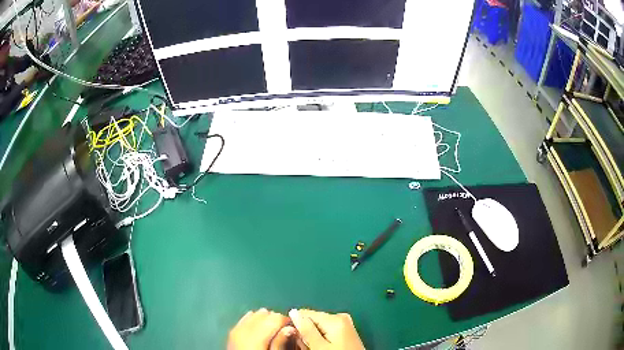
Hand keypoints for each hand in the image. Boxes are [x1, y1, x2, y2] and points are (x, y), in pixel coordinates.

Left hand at [228, 308, 289, 349]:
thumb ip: (281, 343)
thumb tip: (291, 328)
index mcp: (255, 338)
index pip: (275, 318)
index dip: (287, 321)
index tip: (294, 329)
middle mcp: (243, 331)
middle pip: (264, 315)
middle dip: (276, 320)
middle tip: (285, 331)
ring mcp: (235, 331)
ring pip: (253, 315)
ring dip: (264, 319)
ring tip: (273, 330)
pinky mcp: (231, 334)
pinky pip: (243, 320)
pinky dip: (252, 320)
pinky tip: (257, 325)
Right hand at [288, 309, 364, 349]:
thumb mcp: (319, 346)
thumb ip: (306, 329)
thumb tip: (294, 312)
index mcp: (335, 318)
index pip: (305, 313)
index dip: (296, 325)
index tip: (296, 338)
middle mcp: (341, 317)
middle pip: (313, 319)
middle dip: (306, 331)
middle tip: (308, 346)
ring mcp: (346, 324)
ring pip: (319, 326)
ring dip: (314, 336)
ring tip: (316, 348)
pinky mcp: (347, 332)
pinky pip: (328, 331)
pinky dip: (323, 338)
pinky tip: (324, 347)